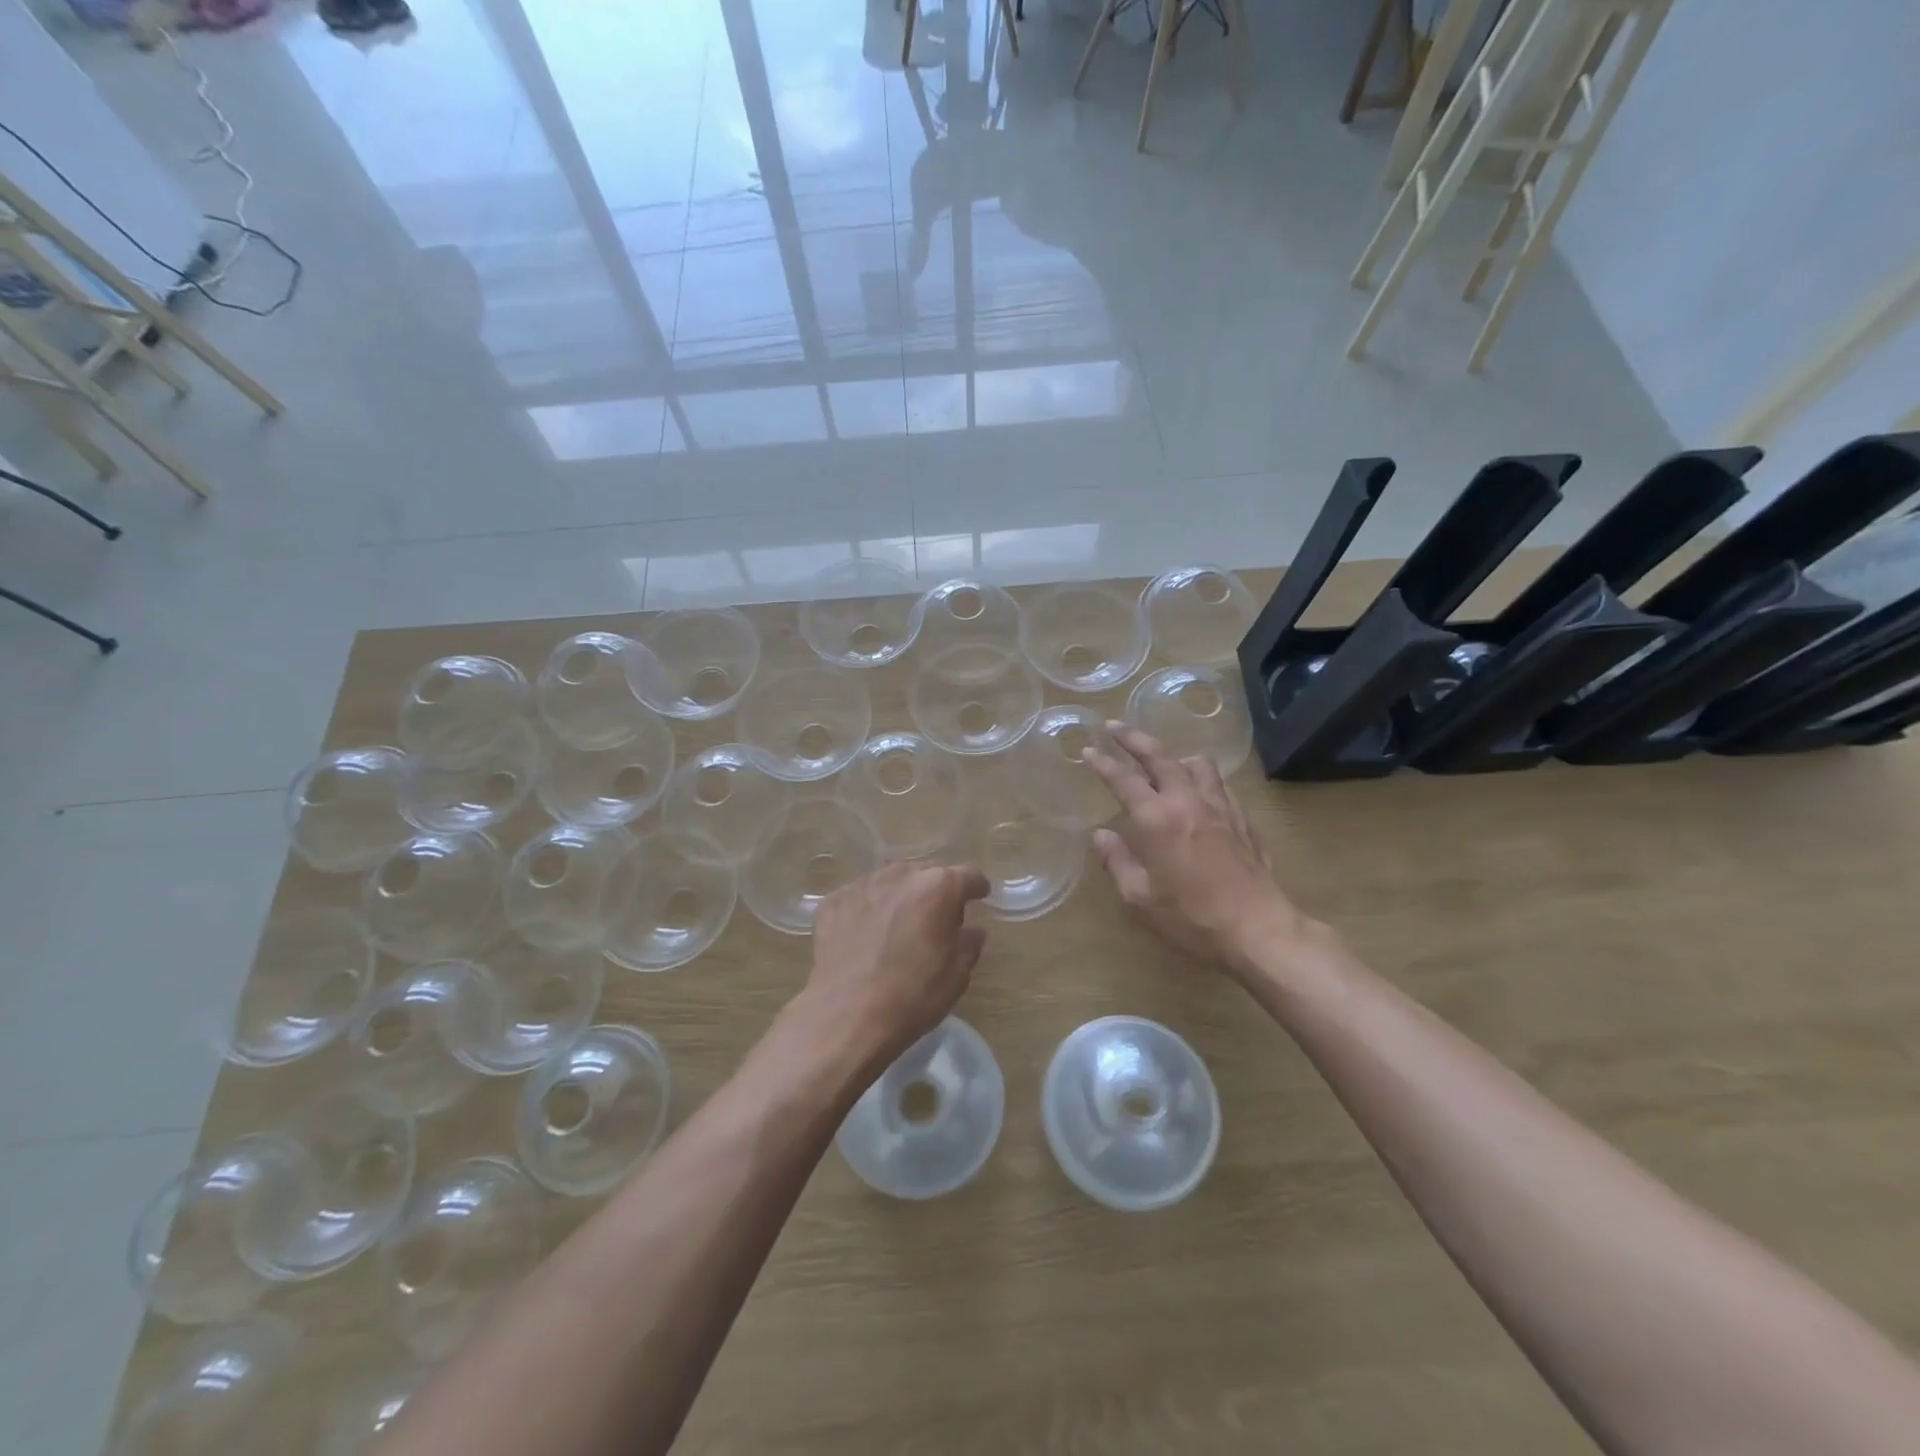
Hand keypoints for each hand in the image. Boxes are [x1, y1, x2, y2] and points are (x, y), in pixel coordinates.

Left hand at [805, 861, 990, 1065]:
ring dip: (899, 899)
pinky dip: (867, 911)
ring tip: (896, 927)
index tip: (979, 897)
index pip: (967, 876)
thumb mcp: (957, 975)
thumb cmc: (913, 996)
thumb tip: (971, 931)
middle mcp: (901, 875)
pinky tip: (864, 937)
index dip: (975, 887)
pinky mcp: (833, 901)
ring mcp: (863, 885)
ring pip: (890, 884)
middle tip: (934, 921)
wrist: (846, 1016)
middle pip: (926, 875)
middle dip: (934, 893)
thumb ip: (969, 944)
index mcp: (939, 887)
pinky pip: (859, 899)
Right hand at [1084, 724, 1308, 976]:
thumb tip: (1101, 835)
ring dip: (1174, 755)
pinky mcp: (1243, 819)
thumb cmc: (1192, 918)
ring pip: (1196, 764)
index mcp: (1157, 819)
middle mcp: (1188, 802)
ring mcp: (1220, 807)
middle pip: (1160, 756)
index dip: (1103, 763)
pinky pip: (1219, 785)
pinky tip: (1198, 792)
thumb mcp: (1140, 897)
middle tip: (1115, 726)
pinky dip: (1201, 778)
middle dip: (1134, 738)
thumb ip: (1117, 861)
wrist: (1258, 930)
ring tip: (1162, 760)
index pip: (1124, 779)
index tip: (1089, 750)